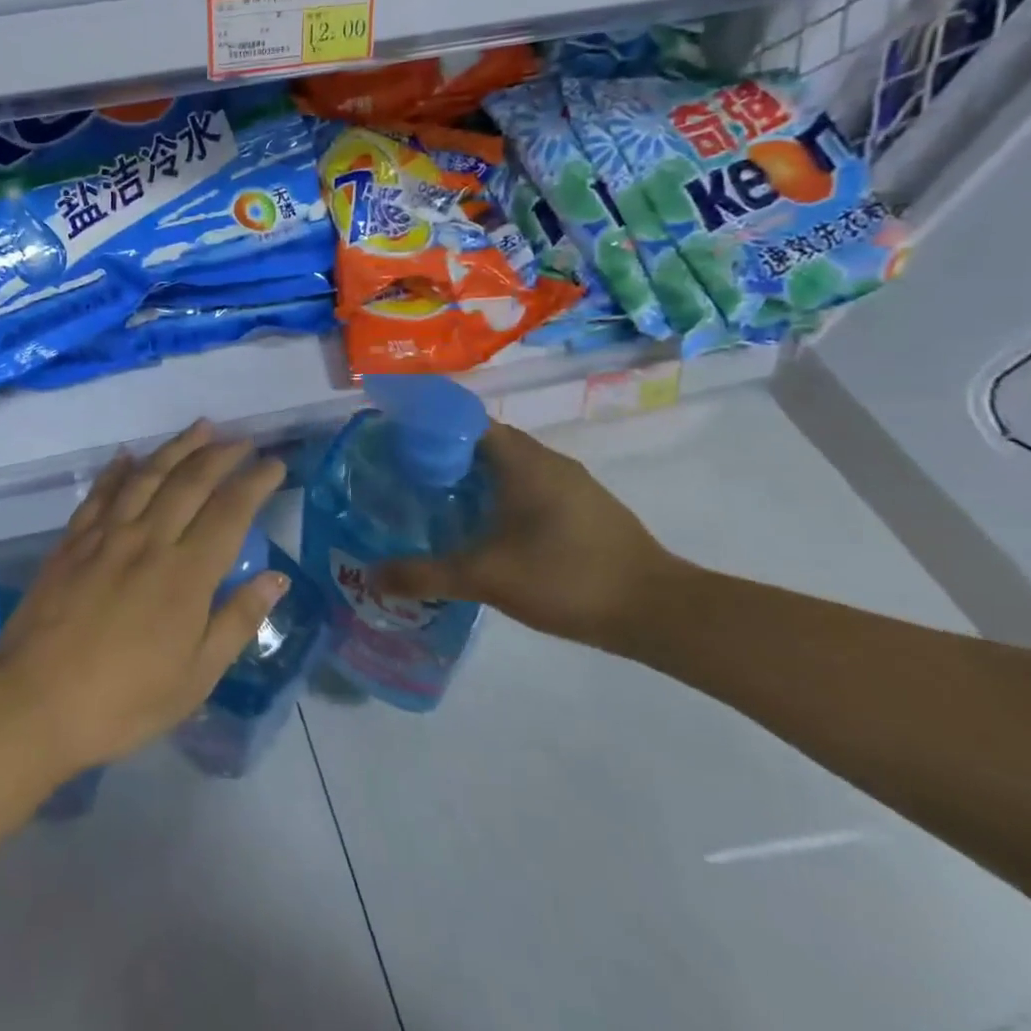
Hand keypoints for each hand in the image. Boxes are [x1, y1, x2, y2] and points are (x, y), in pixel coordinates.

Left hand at [0, 422, 289, 770]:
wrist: (36, 702)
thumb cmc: (125, 700)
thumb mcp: (196, 677)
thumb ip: (237, 621)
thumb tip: (276, 578)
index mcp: (186, 574)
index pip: (230, 512)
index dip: (255, 483)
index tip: (274, 464)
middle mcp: (149, 540)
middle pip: (190, 482)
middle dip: (221, 454)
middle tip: (242, 439)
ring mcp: (106, 536)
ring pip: (147, 476)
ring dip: (177, 448)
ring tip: (200, 428)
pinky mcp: (72, 541)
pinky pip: (100, 493)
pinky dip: (118, 470)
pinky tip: (128, 455)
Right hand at [375, 422, 678, 650]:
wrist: (659, 612)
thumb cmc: (566, 577)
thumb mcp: (486, 577)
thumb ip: (425, 575)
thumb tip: (371, 577)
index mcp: (521, 460)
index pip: (463, 418)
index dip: (426, 423)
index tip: (394, 440)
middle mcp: (547, 460)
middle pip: (482, 441)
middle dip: (442, 453)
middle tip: (404, 475)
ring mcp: (571, 484)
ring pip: (508, 466)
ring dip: (472, 477)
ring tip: (435, 501)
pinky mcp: (584, 509)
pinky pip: (529, 487)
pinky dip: (499, 496)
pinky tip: (485, 529)